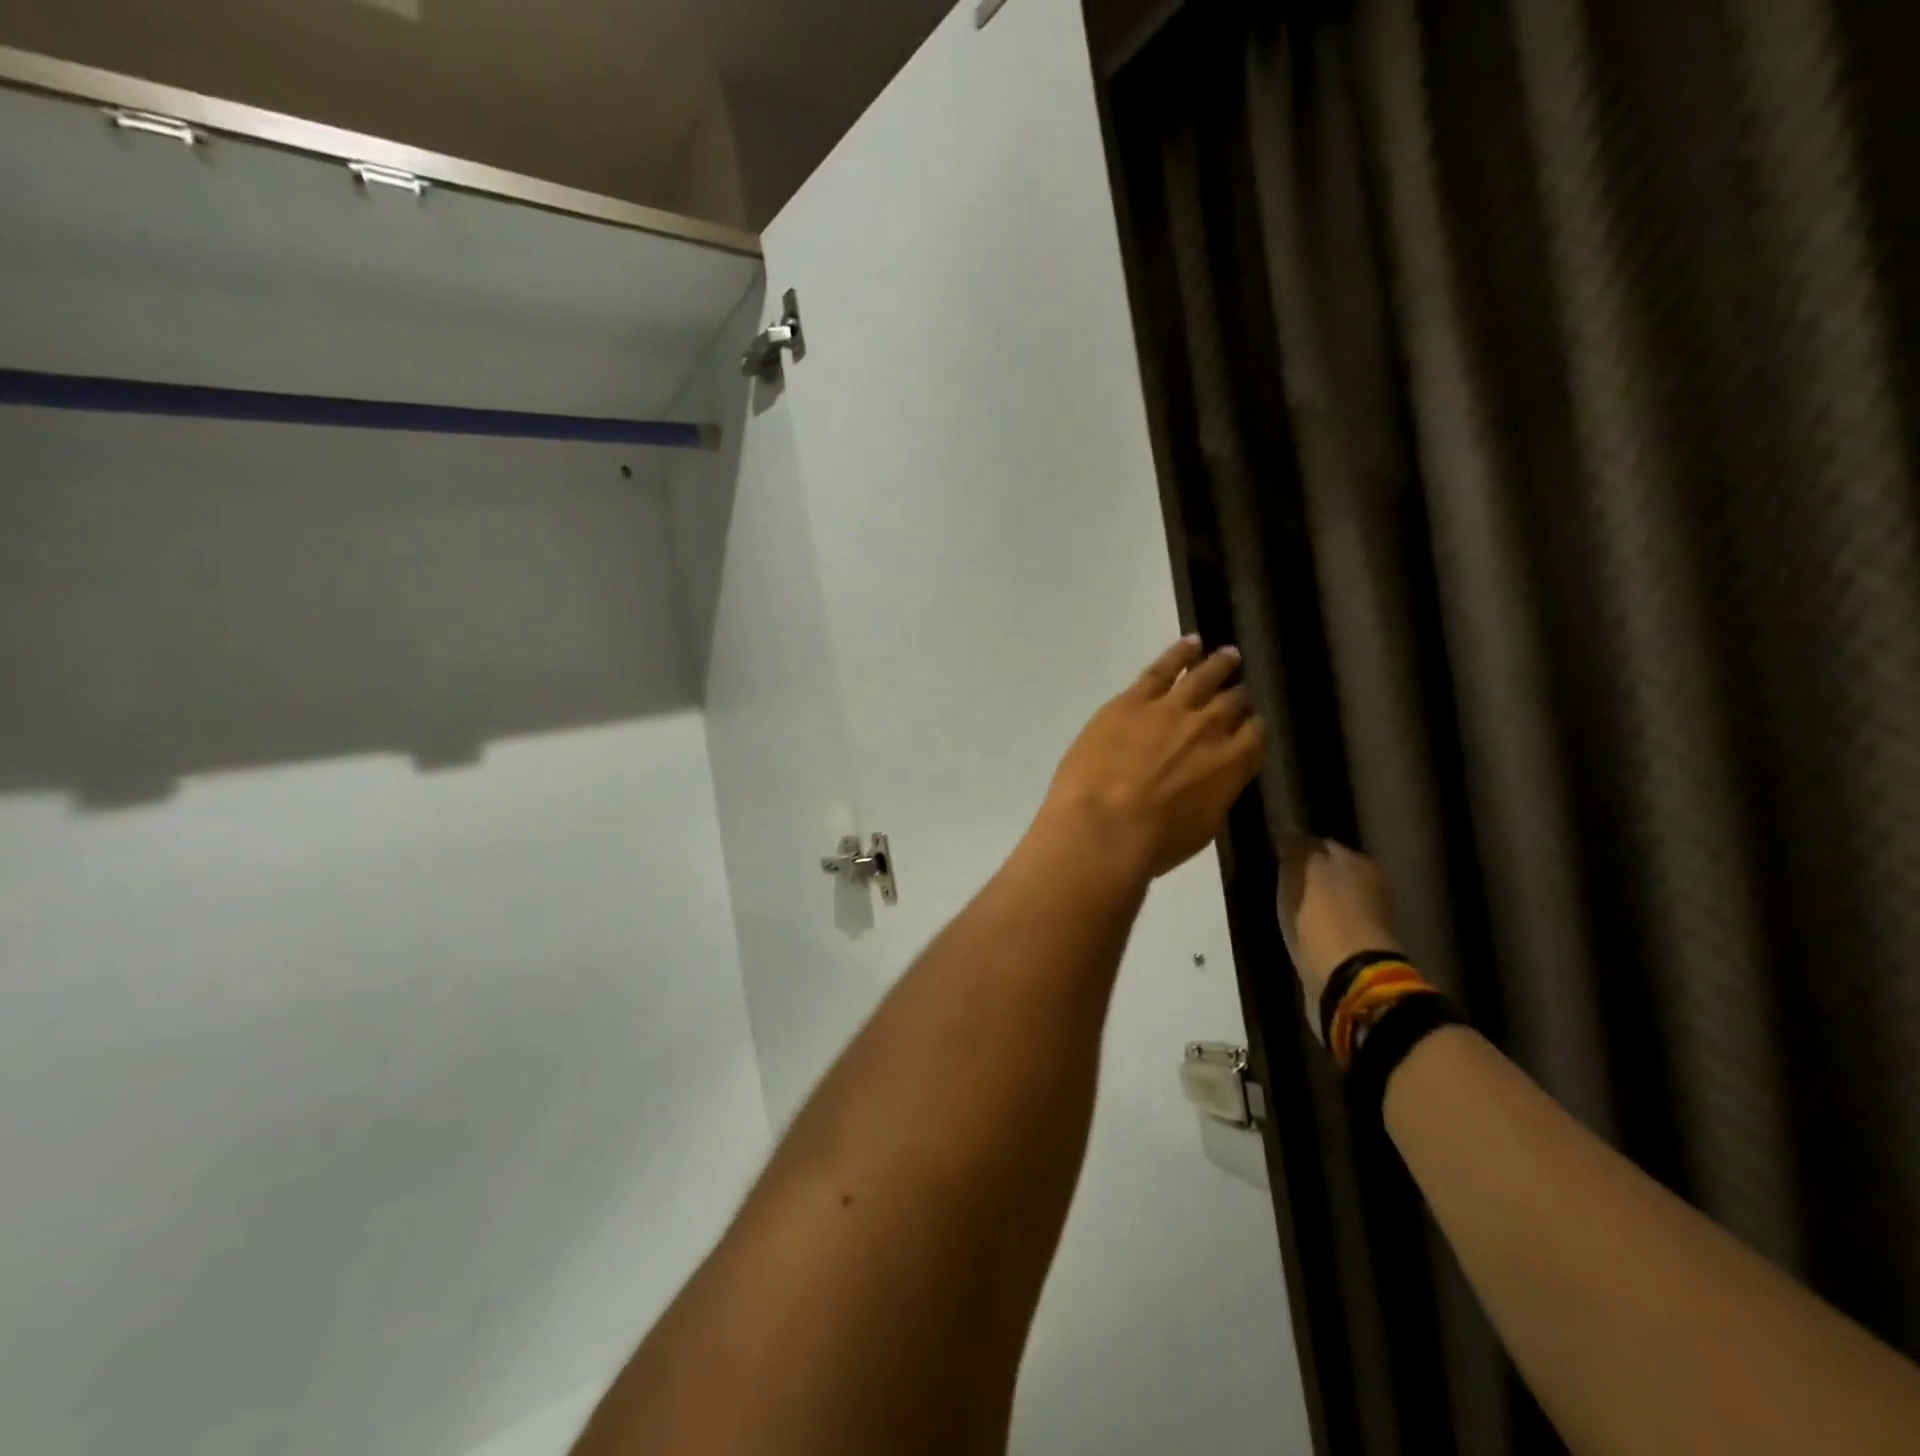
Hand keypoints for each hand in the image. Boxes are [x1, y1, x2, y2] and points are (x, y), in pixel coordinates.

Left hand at [1033, 638, 1264, 883]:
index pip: (1254, 736)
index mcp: (1231, 765)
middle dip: (1238, 695)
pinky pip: (1161, 668)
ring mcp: (1170, 709)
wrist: (1103, 828)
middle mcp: (1209, 729)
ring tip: (1227, 654)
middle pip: (1231, 703)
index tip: (1251, 724)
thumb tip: (1214, 780)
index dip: (1253, 728)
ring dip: (1218, 664)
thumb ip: (1213, 795)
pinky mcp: (1132, 700)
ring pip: (1202, 677)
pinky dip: (1178, 654)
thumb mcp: (1200, 827)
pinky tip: (1190, 643)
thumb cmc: (1153, 844)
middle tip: (1241, 687)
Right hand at [1276, 836, 1402, 1020]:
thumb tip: (1286, 829)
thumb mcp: (1301, 870)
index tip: (1275, 851)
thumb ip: (1295, 846)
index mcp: (1359, 863)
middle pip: (1330, 872)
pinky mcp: (1355, 950)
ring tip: (1284, 904)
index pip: (1323, 843)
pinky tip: (1297, 928)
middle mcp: (1369, 888)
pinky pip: (1328, 927)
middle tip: (1277, 877)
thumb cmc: (1323, 915)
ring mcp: (1365, 922)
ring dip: (1311, 902)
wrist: (1346, 977)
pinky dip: (1314, 926)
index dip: (1298, 845)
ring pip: (1329, 901)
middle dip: (1307, 874)